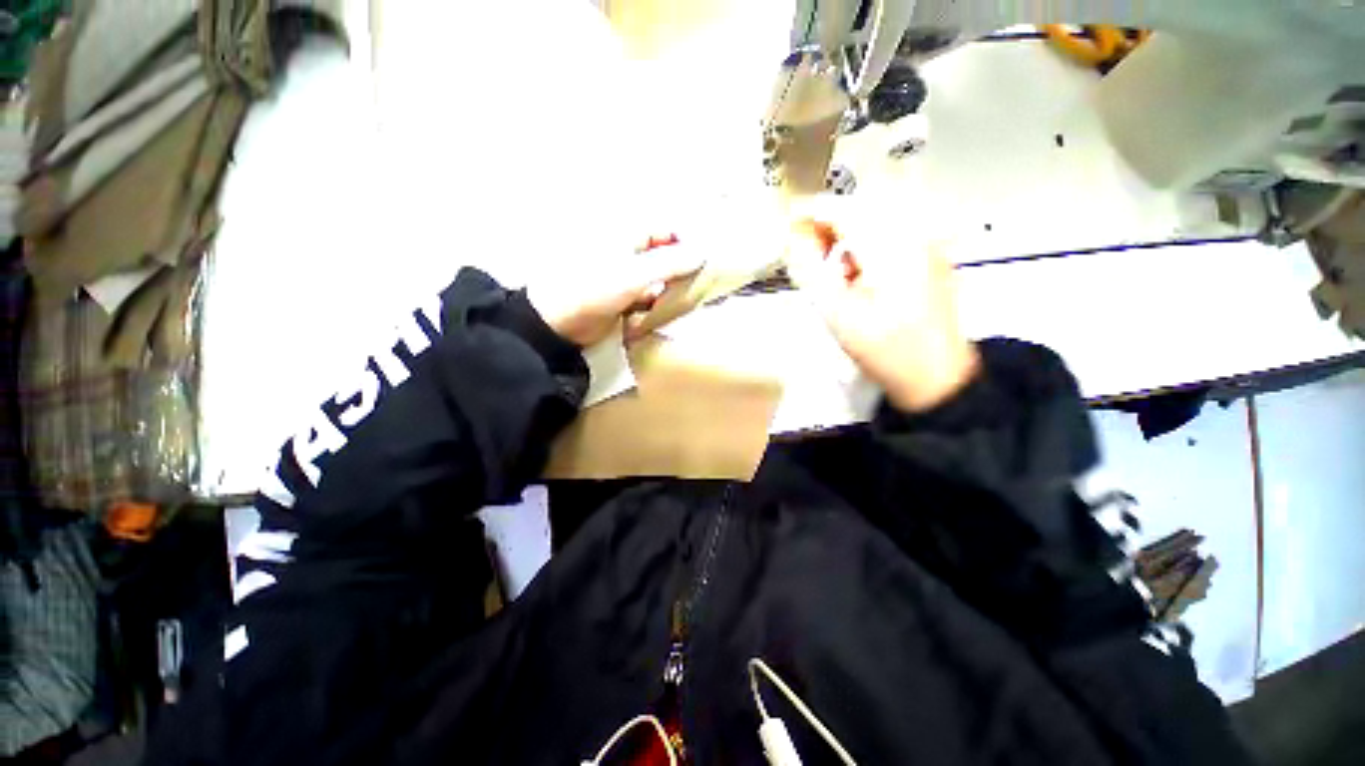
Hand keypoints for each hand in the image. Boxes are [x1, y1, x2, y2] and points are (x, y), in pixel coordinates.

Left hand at [528, 235, 703, 346]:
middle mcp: (630, 250)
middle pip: (667, 253)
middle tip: (706, 282)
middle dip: (684, 267)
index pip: (668, 229)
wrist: (560, 324)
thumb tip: (704, 251)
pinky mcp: (627, 296)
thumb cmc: (593, 290)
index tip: (710, 260)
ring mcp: (628, 275)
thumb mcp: (633, 275)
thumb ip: (670, 262)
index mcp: (628, 234)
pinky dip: (661, 302)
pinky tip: (671, 311)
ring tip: (693, 299)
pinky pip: (652, 295)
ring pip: (661, 276)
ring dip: (674, 287)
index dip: (689, 241)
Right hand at [784, 204, 979, 412]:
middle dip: (828, 223)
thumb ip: (810, 270)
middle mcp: (915, 234)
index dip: (811, 211)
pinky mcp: (930, 259)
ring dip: (846, 236)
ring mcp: (927, 245)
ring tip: (829, 267)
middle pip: (862, 208)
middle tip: (803, 249)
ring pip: (877, 221)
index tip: (785, 221)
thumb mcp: (836, 313)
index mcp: (892, 246)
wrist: (935, 377)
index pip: (844, 209)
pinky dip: (865, 247)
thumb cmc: (882, 349)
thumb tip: (794, 238)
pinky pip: (891, 236)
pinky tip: (856, 275)